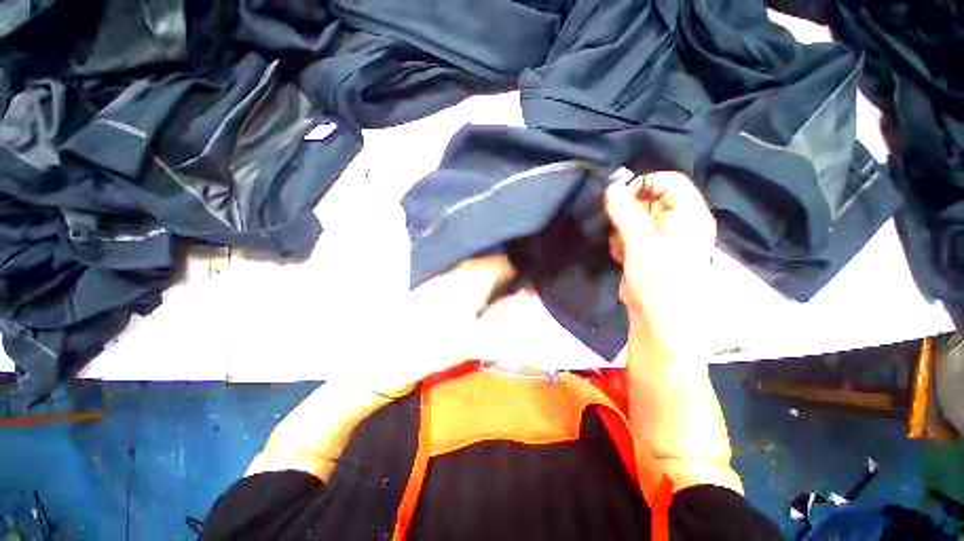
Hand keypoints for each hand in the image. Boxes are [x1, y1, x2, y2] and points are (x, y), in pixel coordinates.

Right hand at [605, 171, 715, 353]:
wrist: (659, 320)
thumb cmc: (659, 278)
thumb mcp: (640, 241)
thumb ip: (625, 212)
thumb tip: (611, 187)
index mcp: (689, 215)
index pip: (669, 182)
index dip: (644, 185)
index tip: (620, 199)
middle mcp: (679, 223)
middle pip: (650, 200)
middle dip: (628, 212)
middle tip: (617, 227)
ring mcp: (663, 239)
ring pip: (637, 218)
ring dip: (622, 229)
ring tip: (620, 246)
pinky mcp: (649, 252)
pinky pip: (632, 235)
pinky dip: (622, 242)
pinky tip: (619, 255)